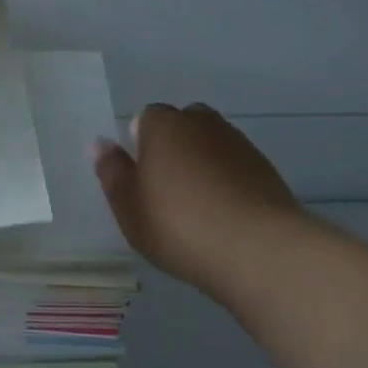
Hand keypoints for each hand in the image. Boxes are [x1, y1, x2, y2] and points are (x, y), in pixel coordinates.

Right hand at [91, 103, 310, 306]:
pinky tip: (225, 215)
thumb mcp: (129, 207)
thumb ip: (112, 172)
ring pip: (212, 145)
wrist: (258, 249)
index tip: (142, 179)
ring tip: (198, 207)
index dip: (141, 144)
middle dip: (174, 147)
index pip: (147, 118)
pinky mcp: (266, 169)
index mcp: (164, 125)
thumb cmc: (179, 225)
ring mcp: (239, 143)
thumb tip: (100, 143)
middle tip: (167, 190)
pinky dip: (228, 182)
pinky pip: (236, 167)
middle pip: (183, 126)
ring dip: (204, 165)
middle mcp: (202, 123)